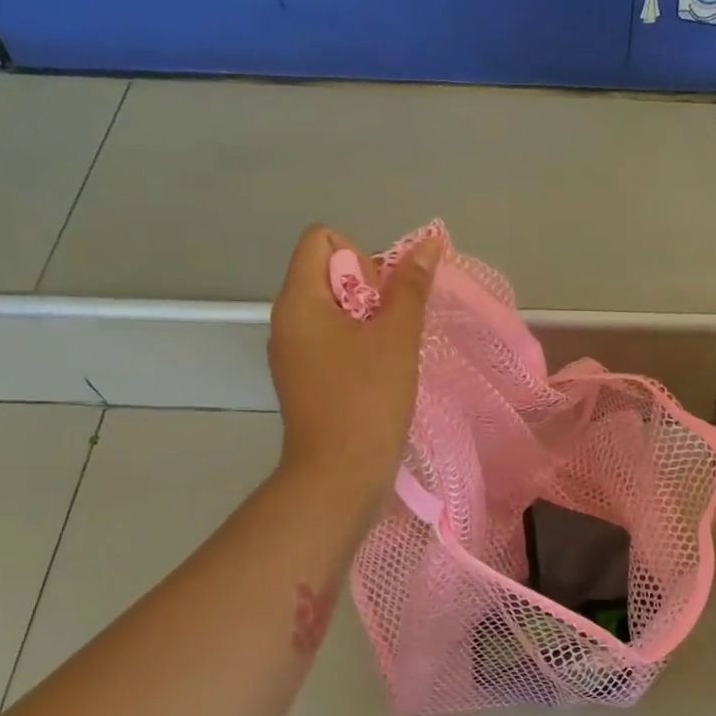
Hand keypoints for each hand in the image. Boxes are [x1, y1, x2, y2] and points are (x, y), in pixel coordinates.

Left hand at [268, 225, 437, 518]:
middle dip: (370, 289)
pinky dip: (359, 345)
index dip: (360, 255)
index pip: (322, 239)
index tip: (382, 297)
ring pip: (334, 310)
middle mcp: (287, 320)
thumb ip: (411, 286)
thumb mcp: (397, 337)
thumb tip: (429, 243)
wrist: (339, 476)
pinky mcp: (305, 380)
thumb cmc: (367, 399)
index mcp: (299, 300)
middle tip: (394, 328)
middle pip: (329, 273)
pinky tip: (382, 373)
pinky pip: (332, 342)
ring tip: (393, 352)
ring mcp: (293, 353)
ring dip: (370, 320)